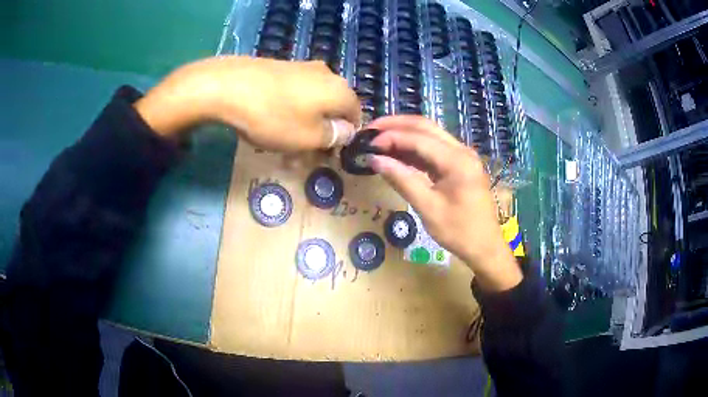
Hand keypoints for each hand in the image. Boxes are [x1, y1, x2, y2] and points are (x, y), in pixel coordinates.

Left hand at [135, 56, 360, 150]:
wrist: (228, 86)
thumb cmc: (273, 117)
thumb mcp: (308, 138)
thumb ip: (334, 136)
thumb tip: (347, 131)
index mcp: (340, 90)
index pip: (356, 116)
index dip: (345, 138)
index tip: (328, 154)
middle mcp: (326, 74)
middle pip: (333, 107)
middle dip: (323, 131)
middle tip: (305, 151)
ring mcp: (301, 67)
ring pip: (312, 101)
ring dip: (304, 122)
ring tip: (284, 140)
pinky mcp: (280, 67)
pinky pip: (293, 93)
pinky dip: (289, 109)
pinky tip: (270, 121)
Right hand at [368, 116, 521, 291]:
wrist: (485, 246)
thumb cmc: (459, 231)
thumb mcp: (428, 208)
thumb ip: (402, 180)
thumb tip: (375, 160)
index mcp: (457, 160)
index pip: (418, 138)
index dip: (391, 137)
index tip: (367, 143)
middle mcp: (461, 151)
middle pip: (425, 127)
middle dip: (396, 125)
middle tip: (370, 130)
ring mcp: (462, 156)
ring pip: (429, 135)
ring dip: (404, 134)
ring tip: (378, 139)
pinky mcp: (459, 165)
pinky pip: (434, 149)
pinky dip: (414, 149)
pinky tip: (397, 153)